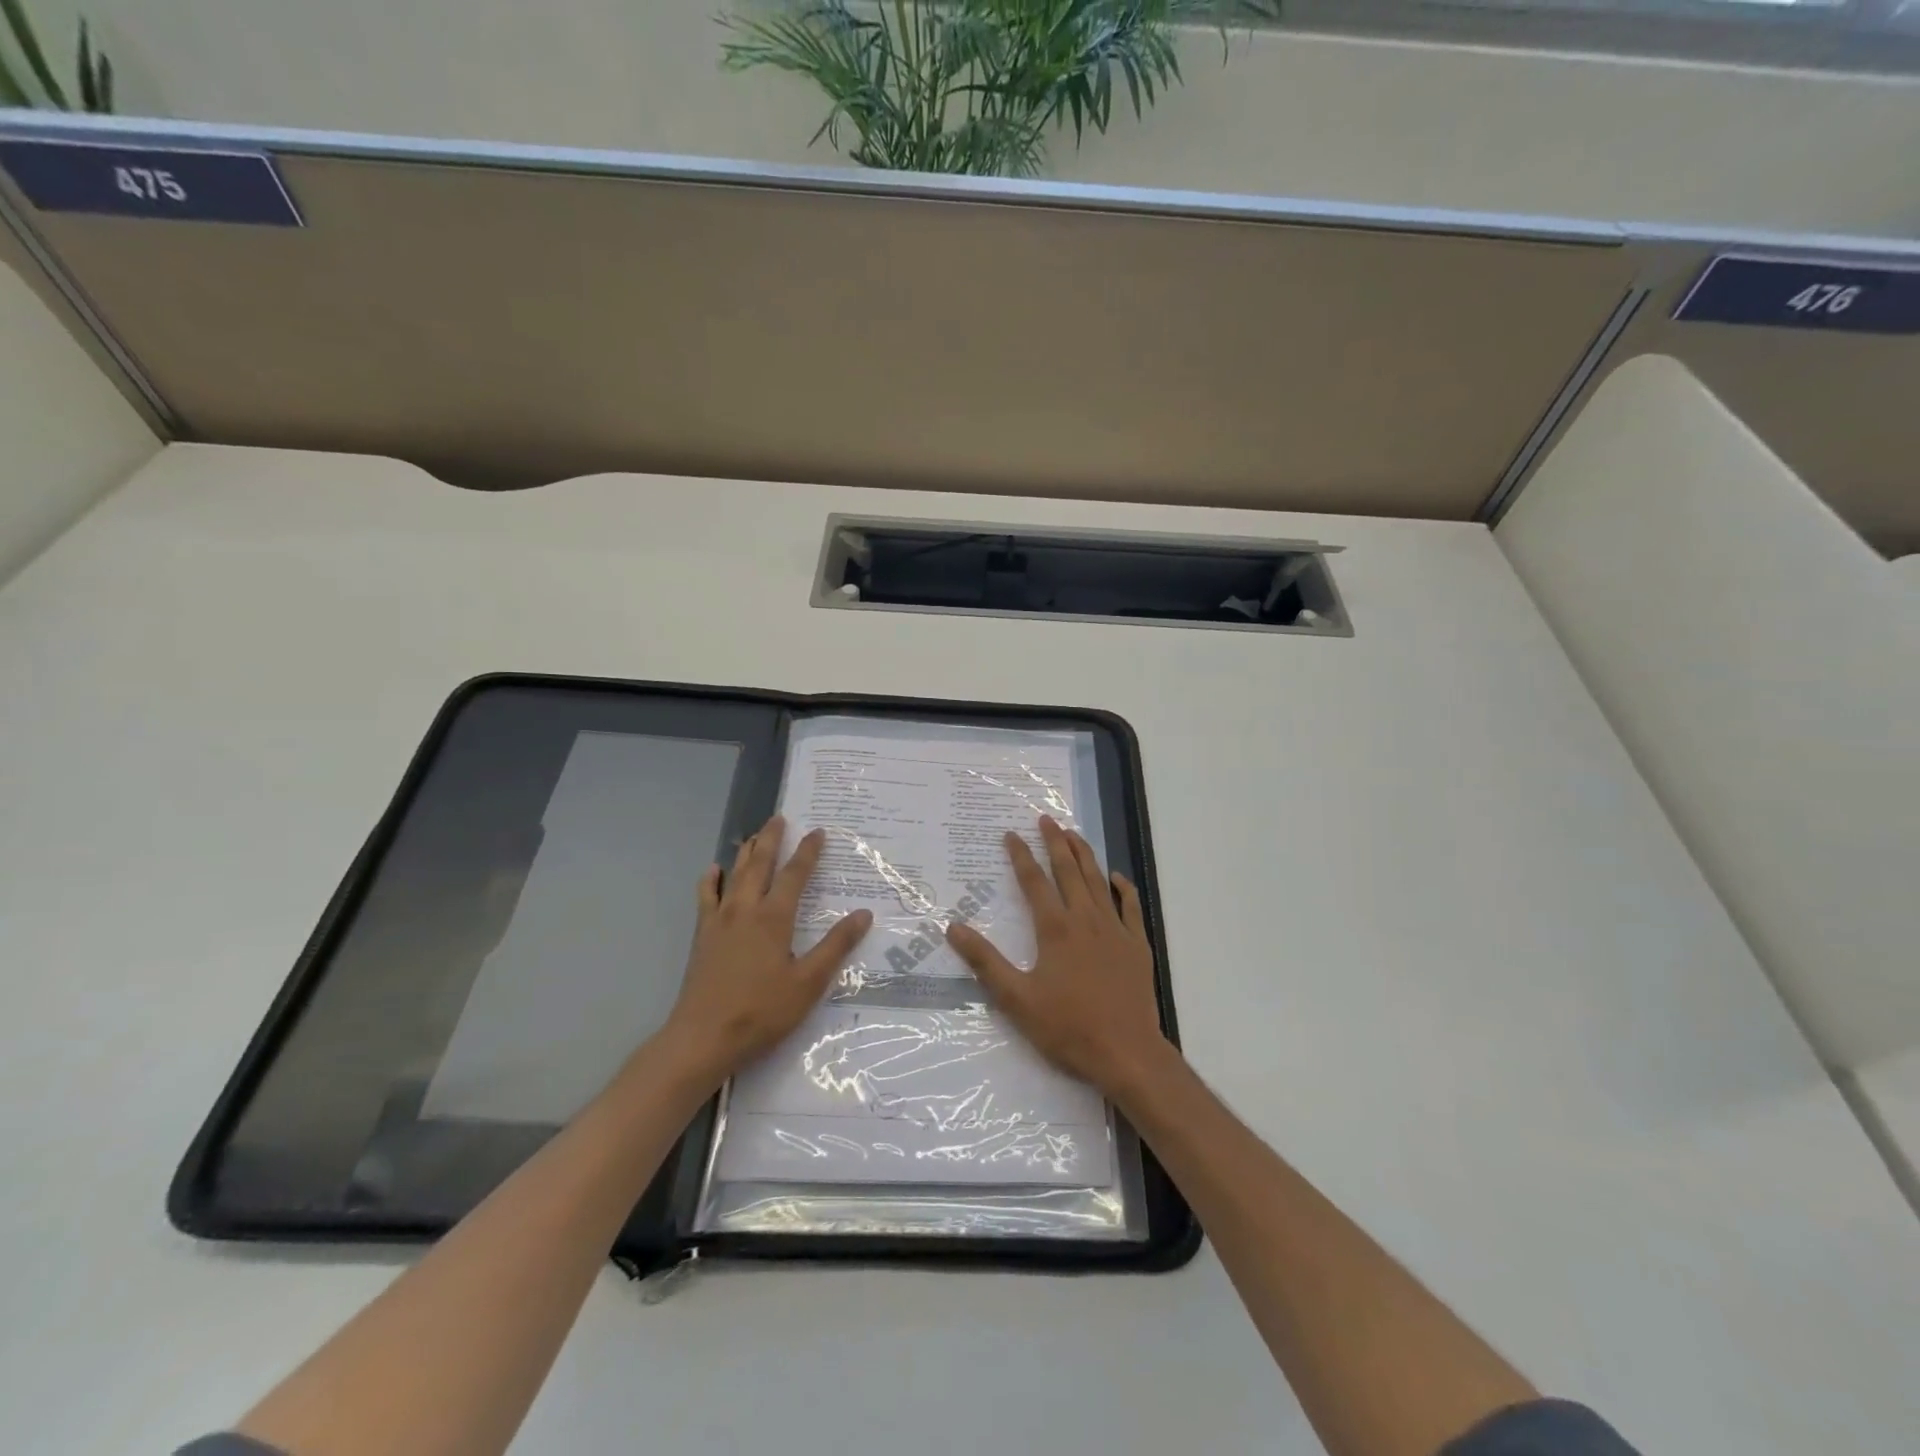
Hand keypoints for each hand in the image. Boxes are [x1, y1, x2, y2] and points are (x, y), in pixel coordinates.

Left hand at [663, 816, 870, 1083]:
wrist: (703, 1037)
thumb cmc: (761, 1011)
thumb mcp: (808, 982)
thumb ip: (835, 946)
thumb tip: (863, 914)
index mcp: (773, 918)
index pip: (795, 875)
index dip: (808, 852)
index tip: (818, 831)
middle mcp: (745, 910)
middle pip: (760, 864)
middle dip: (771, 839)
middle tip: (779, 817)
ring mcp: (719, 921)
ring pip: (734, 875)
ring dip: (746, 852)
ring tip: (754, 835)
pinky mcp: (703, 936)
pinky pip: (706, 897)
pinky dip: (711, 880)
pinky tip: (714, 871)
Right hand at [945, 815, 1166, 1096]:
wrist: (1127, 1053)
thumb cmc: (1068, 1027)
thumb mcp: (1017, 999)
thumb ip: (985, 962)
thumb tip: (953, 927)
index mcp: (1055, 929)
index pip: (1034, 882)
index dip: (1020, 856)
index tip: (1011, 834)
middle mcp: (1086, 920)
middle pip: (1069, 871)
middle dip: (1055, 842)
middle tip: (1046, 819)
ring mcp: (1116, 930)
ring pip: (1098, 881)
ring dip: (1085, 855)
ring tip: (1073, 833)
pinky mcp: (1137, 945)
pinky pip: (1131, 906)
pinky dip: (1123, 887)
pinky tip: (1116, 876)